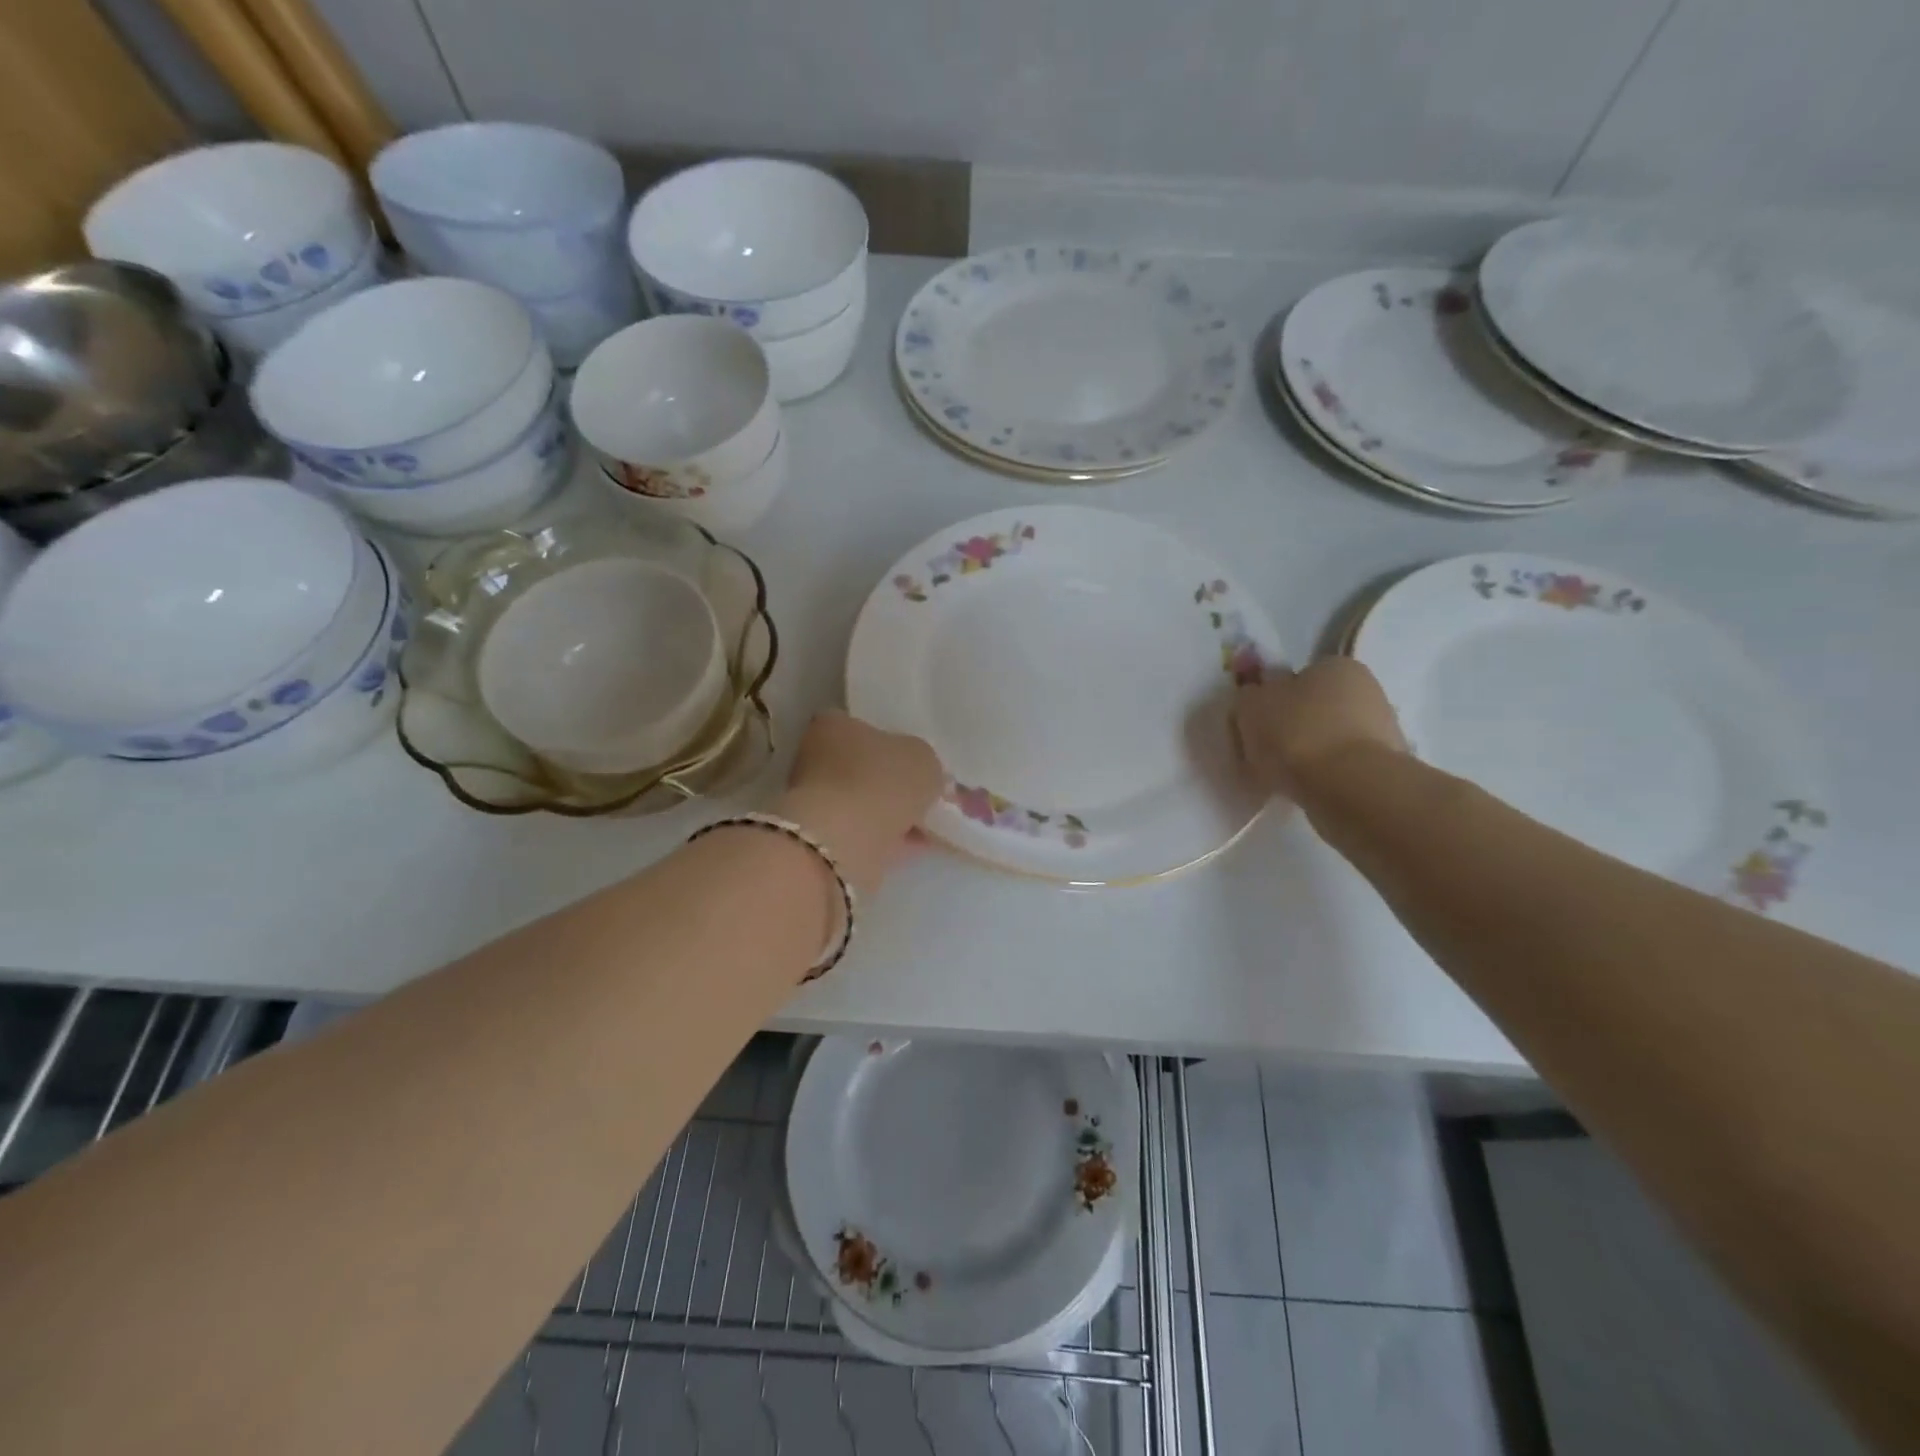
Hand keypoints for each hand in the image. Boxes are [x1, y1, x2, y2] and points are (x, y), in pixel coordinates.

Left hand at [776, 712, 943, 894]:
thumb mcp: (923, 758)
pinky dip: (889, 837)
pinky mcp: (821, 836)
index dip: (895, 742)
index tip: (918, 761)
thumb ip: (925, 761)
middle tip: (929, 795)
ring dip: (894, 812)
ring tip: (930, 824)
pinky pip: (865, 831)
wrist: (843, 841)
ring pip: (866, 801)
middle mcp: (816, 757)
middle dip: (895, 782)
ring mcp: (815, 800)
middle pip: (865, 766)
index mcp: (833, 724)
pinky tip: (917, 845)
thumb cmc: (880, 782)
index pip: (865, 726)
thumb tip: (923, 774)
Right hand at [1233, 659, 1407, 799]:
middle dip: (1291, 726)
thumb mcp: (1251, 705)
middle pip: (1314, 707)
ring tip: (1281, 776)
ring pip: (1327, 737)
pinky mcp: (1384, 765)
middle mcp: (1365, 689)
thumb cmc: (1297, 734)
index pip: (1296, 677)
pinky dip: (1322, 774)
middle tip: (1264, 752)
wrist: (1350, 787)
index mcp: (1334, 665)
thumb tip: (1255, 696)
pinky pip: (1340, 764)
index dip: (1272, 699)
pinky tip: (1305, 788)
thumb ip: (1249, 695)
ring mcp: (1380, 728)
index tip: (1256, 724)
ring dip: (1306, 752)